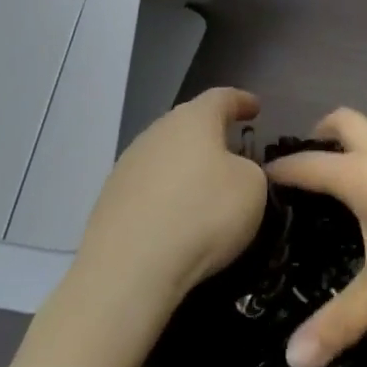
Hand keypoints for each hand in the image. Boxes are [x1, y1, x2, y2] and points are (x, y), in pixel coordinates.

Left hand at [76, 87, 268, 305]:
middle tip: (234, 152)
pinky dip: (168, 196)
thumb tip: (233, 172)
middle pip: (188, 126)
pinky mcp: (110, 200)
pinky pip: (150, 189)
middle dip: (212, 136)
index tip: (255, 108)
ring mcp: (127, 166)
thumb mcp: (253, 188)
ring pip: (166, 157)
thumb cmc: (203, 215)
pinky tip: (178, 218)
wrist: (131, 268)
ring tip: (207, 190)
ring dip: (187, 168)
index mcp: (192, 120)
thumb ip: (250, 170)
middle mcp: (156, 133)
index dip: (241, 101)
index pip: (221, 98)